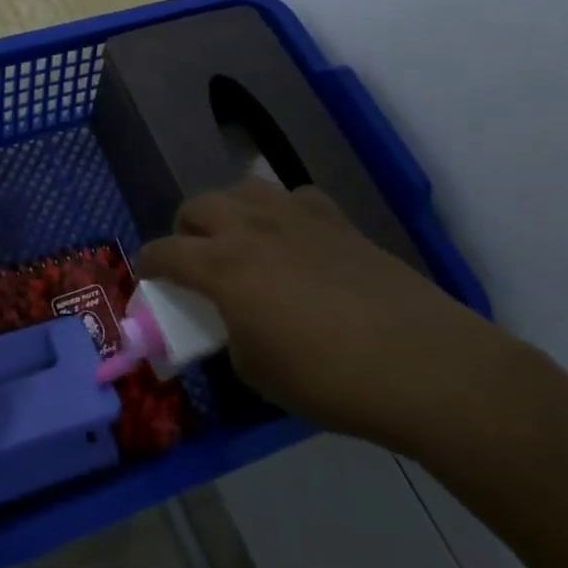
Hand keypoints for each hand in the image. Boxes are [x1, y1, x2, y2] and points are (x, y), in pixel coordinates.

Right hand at [136, 177, 514, 455]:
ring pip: (243, 188)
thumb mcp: (256, 372)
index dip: (146, 264)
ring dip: (229, 211)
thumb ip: (230, 335)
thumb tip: (233, 321)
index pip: (164, 251)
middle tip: (193, 261)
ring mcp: (297, 217)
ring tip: (240, 241)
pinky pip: (294, 197)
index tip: (145, 277)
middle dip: (184, 231)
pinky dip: (281, 212)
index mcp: (223, 267)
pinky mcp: (338, 220)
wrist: (422, 365)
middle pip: (198, 206)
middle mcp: (252, 228)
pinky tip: (294, 239)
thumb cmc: (329, 379)